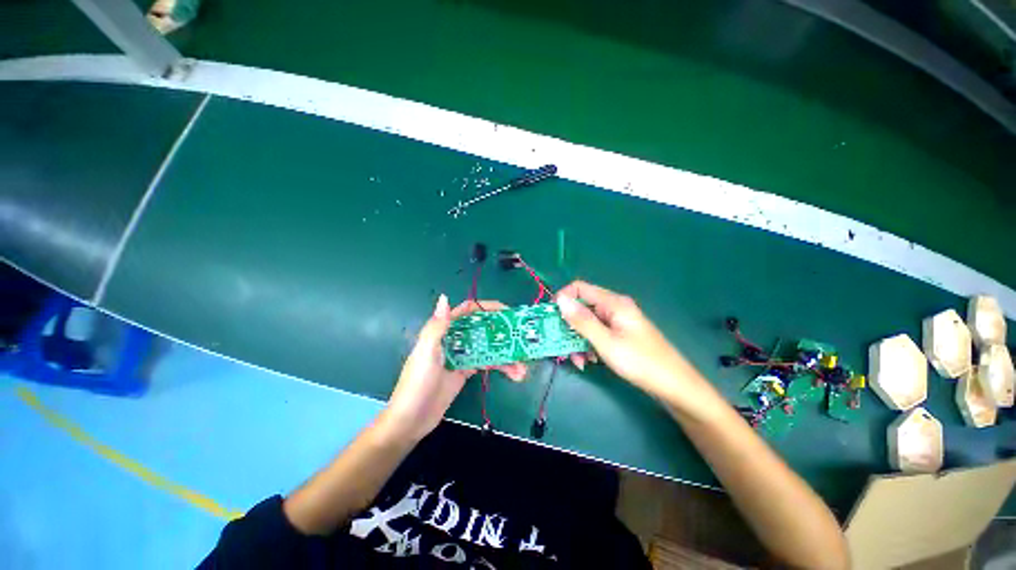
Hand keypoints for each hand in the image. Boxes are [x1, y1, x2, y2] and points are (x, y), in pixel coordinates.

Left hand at [381, 295, 526, 441]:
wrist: (410, 420)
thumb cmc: (416, 383)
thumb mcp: (425, 353)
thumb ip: (437, 327)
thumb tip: (444, 297)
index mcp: (444, 331)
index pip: (468, 312)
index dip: (487, 308)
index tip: (507, 312)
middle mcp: (454, 340)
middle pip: (482, 330)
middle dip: (503, 334)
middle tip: (522, 339)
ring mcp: (461, 356)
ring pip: (487, 348)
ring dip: (505, 355)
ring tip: (523, 367)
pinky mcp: (466, 371)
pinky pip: (487, 364)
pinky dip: (501, 367)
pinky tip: (515, 374)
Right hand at [555, 281, 712, 410]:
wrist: (675, 386)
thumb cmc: (641, 362)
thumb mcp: (606, 342)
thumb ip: (582, 321)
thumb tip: (560, 299)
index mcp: (613, 303)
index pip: (580, 288)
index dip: (563, 299)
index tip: (552, 318)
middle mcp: (614, 308)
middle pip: (582, 307)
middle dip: (569, 326)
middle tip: (562, 346)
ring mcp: (617, 322)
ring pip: (587, 323)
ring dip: (578, 339)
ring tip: (579, 361)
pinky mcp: (619, 334)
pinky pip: (597, 333)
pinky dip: (588, 345)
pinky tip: (589, 361)